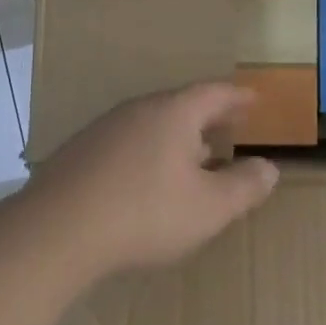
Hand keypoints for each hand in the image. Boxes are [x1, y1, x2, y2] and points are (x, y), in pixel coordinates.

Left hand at [23, 83, 279, 278]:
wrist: (55, 231)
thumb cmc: (144, 213)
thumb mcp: (209, 207)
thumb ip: (244, 186)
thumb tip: (269, 167)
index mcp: (174, 113)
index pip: (214, 93)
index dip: (237, 97)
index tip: (254, 100)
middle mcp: (139, 110)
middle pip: (182, 104)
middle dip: (209, 116)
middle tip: (229, 124)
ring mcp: (105, 129)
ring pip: (153, 123)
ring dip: (179, 135)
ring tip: (196, 153)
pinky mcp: (80, 152)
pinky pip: (128, 142)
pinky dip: (150, 151)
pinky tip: (149, 178)